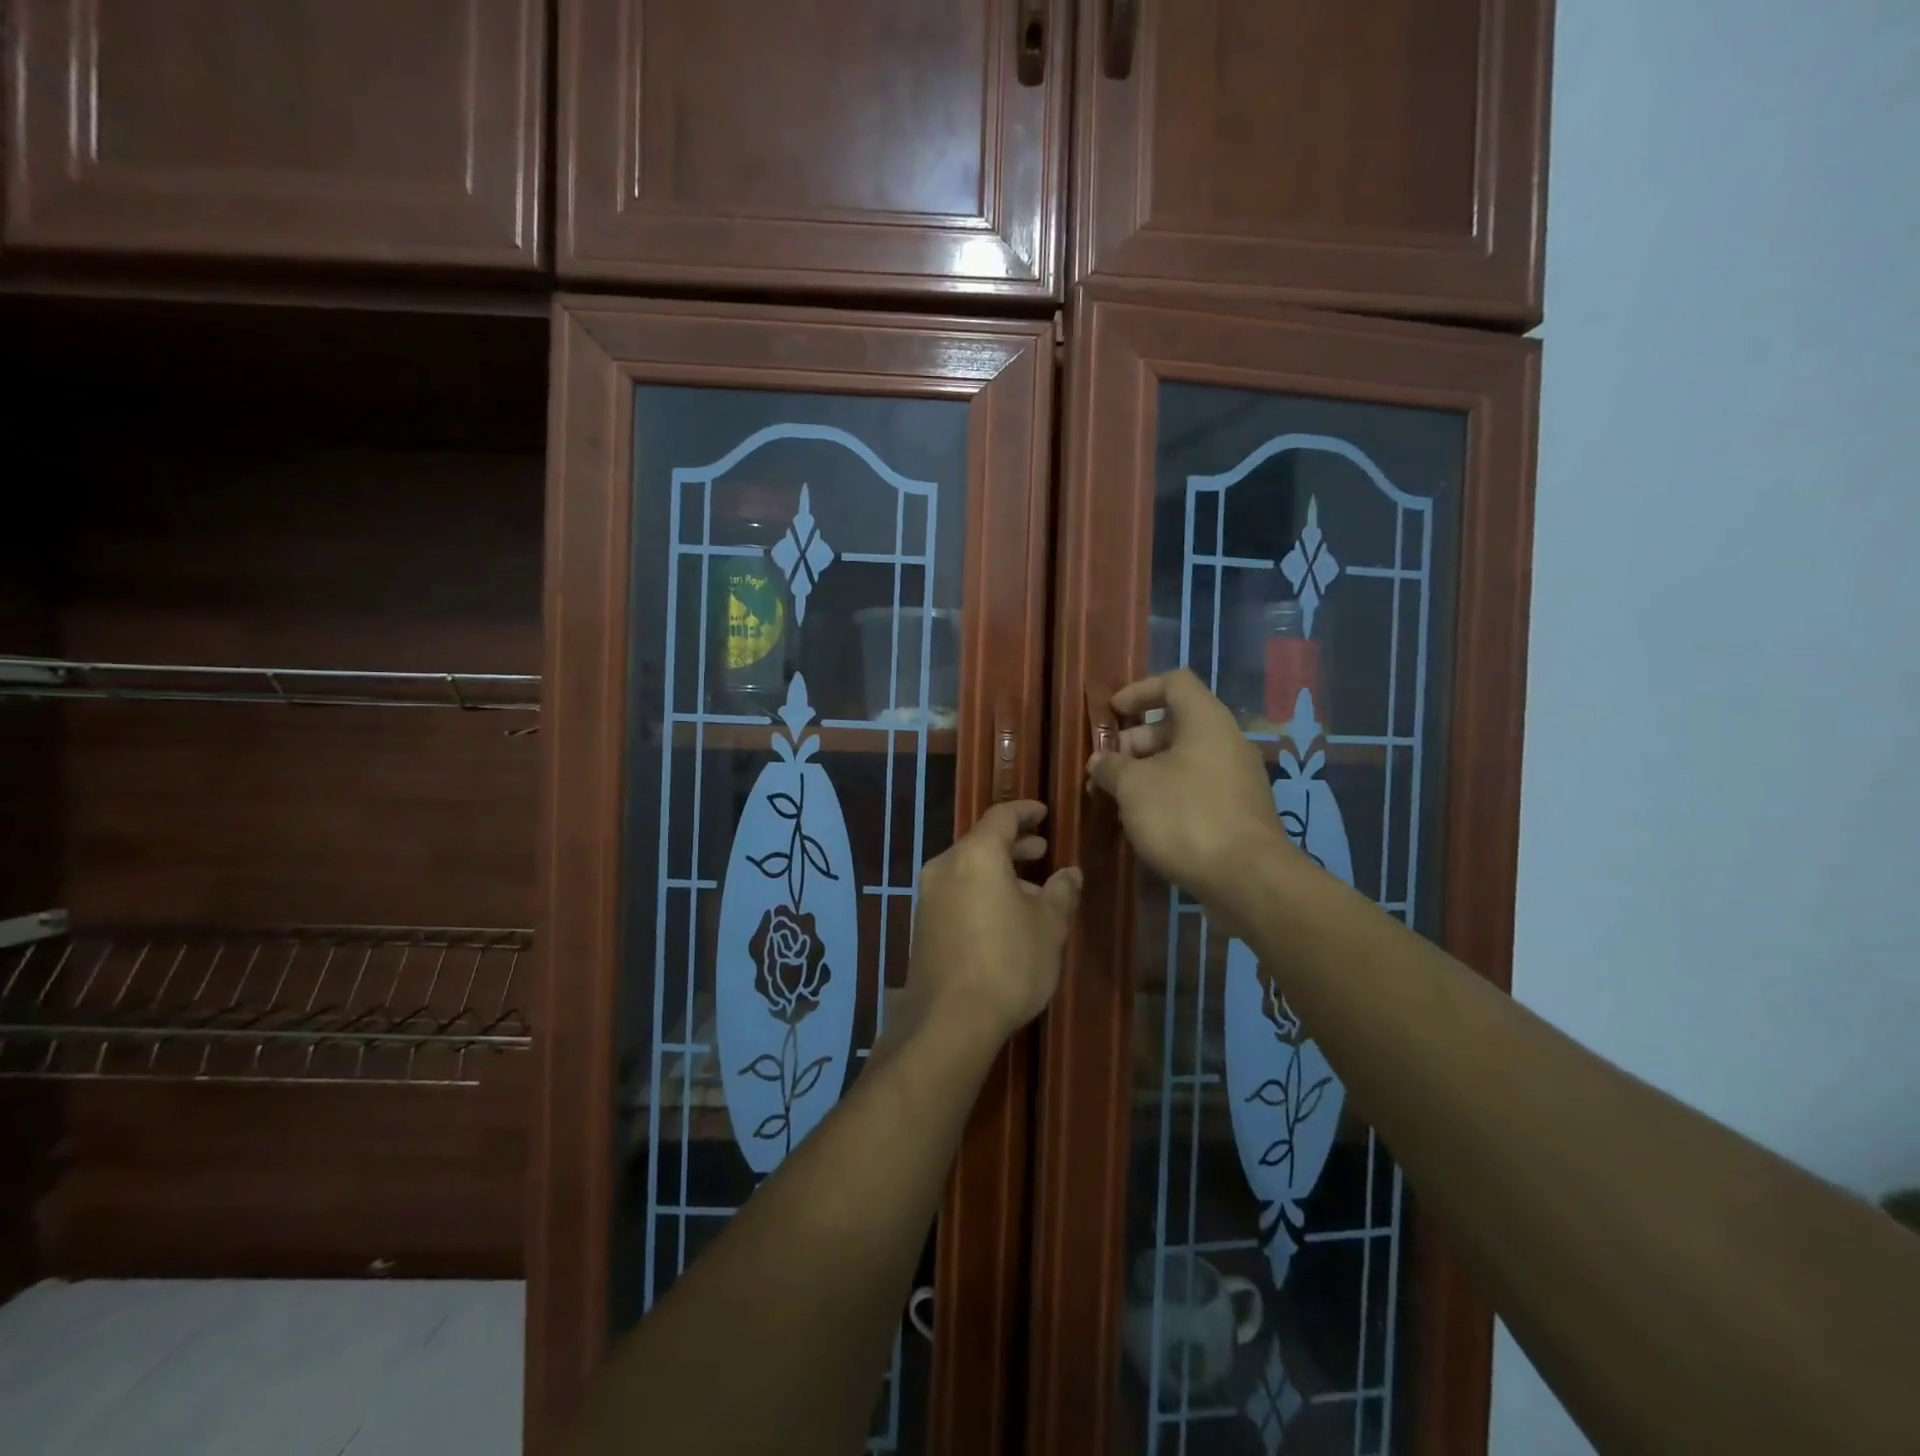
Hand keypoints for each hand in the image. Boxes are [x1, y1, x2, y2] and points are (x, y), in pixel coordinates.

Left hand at [899, 800, 1081, 1051]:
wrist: (951, 1020)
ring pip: (968, 870)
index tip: (1044, 813)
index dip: (1025, 812)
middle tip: (1043, 852)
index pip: (1001, 817)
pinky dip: (981, 892)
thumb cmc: (1009, 963)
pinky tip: (1003, 917)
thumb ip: (1060, 892)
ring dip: (999, 872)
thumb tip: (1070, 873)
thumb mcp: (1049, 926)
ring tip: (1031, 892)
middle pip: (982, 843)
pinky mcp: (922, 925)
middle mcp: (945, 867)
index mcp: (976, 855)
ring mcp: (928, 897)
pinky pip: (956, 893)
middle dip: (1014, 845)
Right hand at [1087, 670, 1291, 907]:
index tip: (1112, 713)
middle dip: (1135, 741)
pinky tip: (1146, 821)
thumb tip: (1101, 763)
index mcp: (1206, 720)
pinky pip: (1197, 787)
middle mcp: (1227, 741)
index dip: (1139, 691)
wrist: (1246, 878)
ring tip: (1118, 797)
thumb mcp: (1133, 786)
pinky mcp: (1238, 811)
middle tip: (1108, 768)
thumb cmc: (1185, 816)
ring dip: (1148, 771)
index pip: (1174, 683)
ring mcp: (1237, 778)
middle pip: (1176, 724)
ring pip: (1184, 760)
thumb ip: (1111, 767)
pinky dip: (1168, 793)